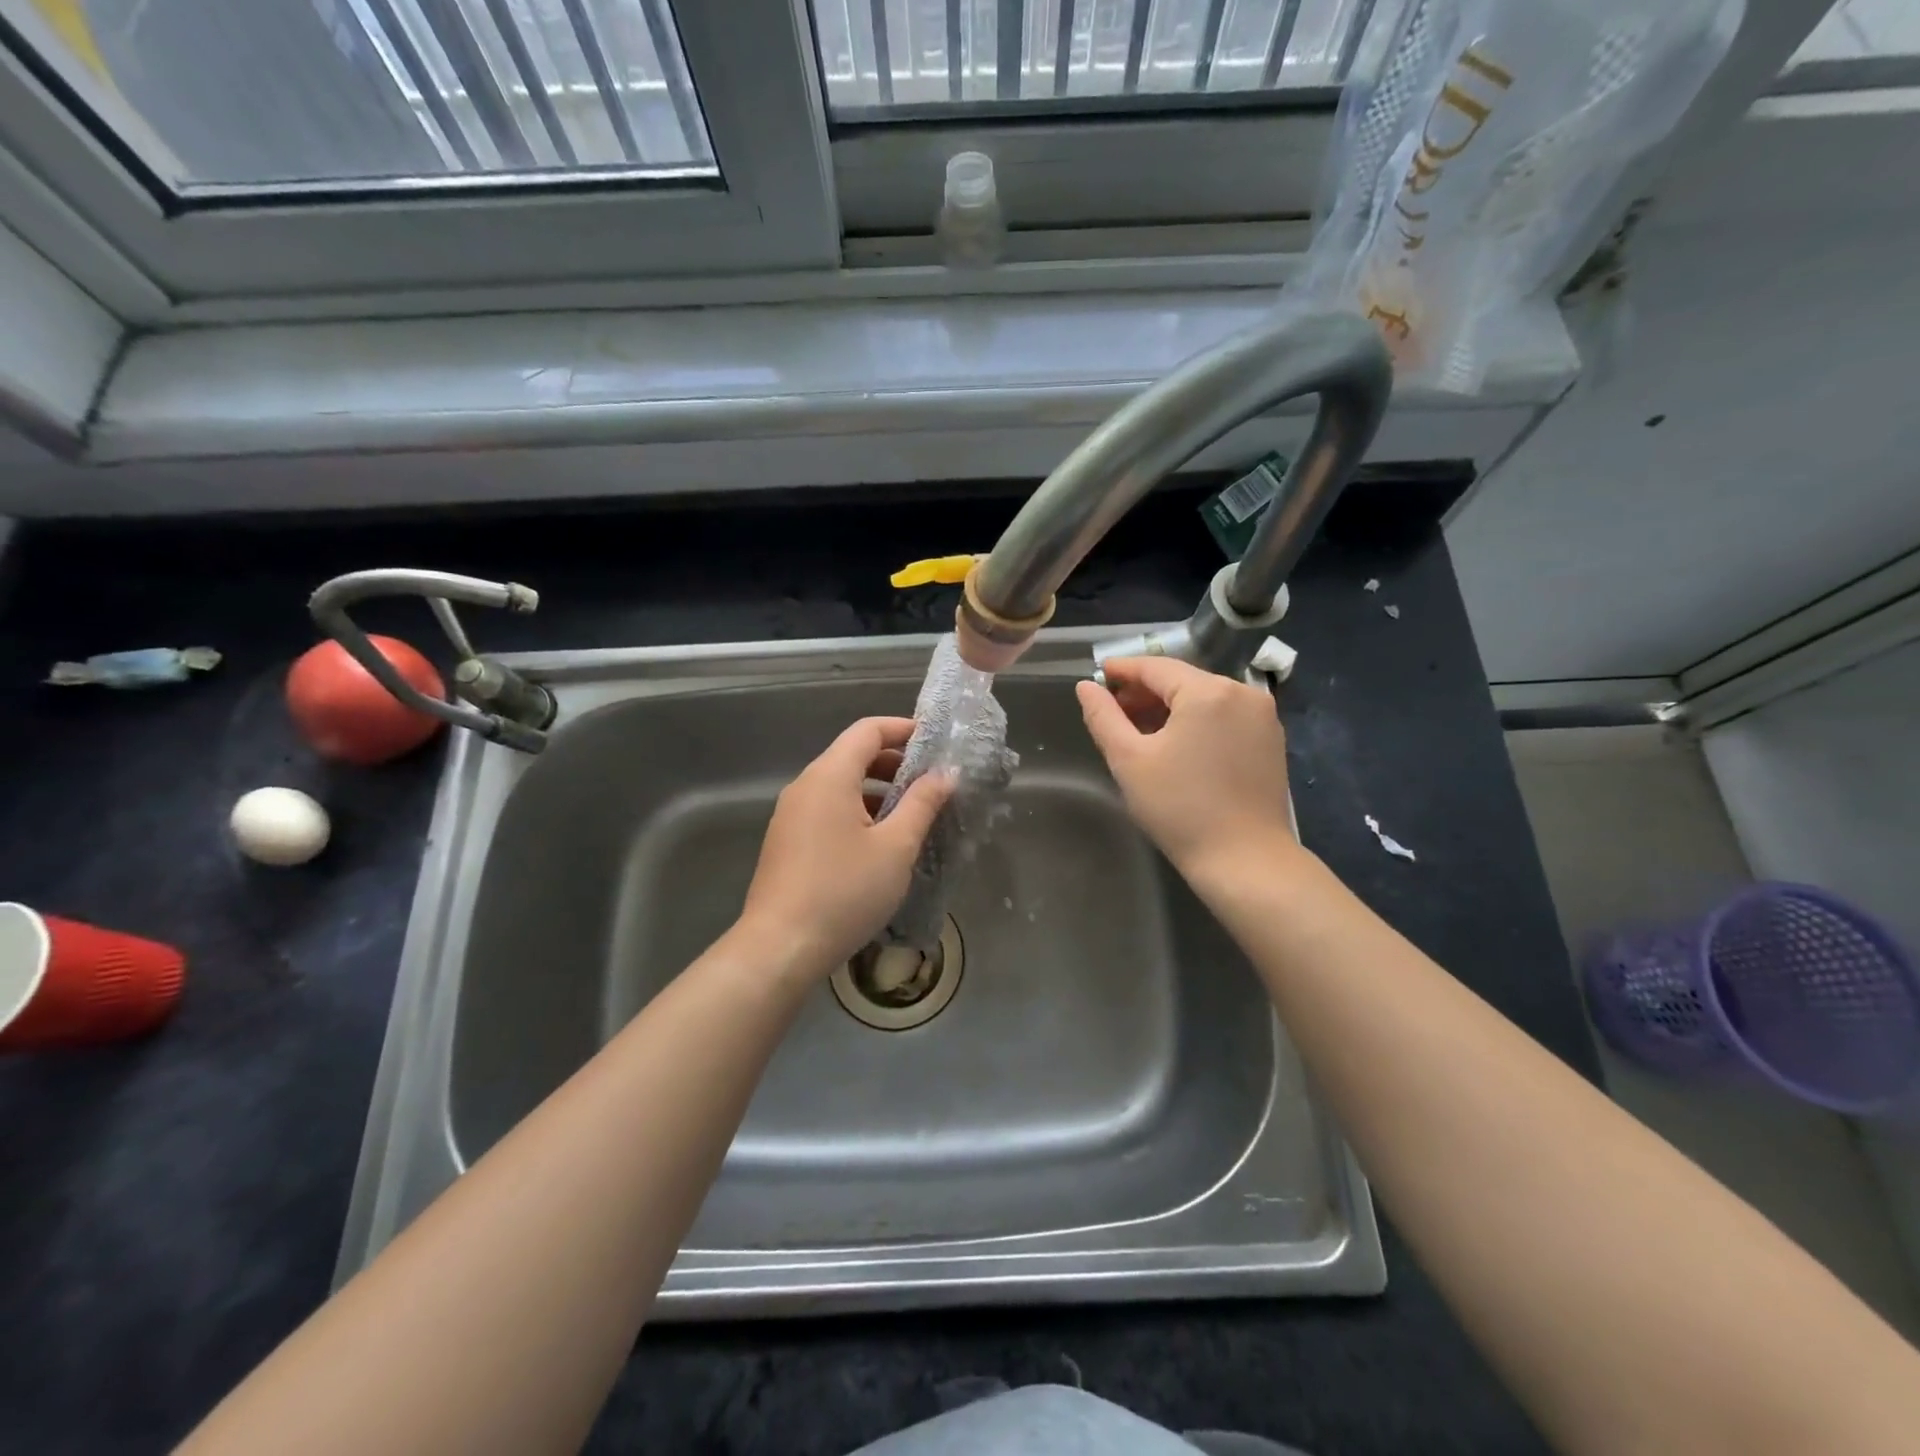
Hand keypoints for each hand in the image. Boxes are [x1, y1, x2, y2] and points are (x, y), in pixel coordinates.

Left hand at [739, 716, 952, 976]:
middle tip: (931, 782)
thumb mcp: (895, 847)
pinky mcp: (786, 841)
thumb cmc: (844, 892)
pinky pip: (827, 809)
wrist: (780, 948)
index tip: (934, 742)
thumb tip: (945, 773)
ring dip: (876, 790)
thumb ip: (922, 804)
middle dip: (894, 762)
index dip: (902, 729)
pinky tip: (879, 842)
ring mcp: (790, 815)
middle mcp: (805, 786)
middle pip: (852, 755)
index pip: (867, 731)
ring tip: (911, 814)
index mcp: (829, 776)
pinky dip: (857, 810)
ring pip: (839, 785)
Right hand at [1076, 657, 1296, 876]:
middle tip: (1113, 711)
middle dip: (1145, 692)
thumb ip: (1103, 717)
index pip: (1156, 667)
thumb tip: (1086, 687)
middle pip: (1182, 680)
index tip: (1098, 676)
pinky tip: (1176, 745)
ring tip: (1139, 730)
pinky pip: (1224, 717)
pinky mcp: (1270, 740)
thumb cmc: (1180, 808)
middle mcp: (1242, 693)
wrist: (1245, 860)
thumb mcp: (1129, 760)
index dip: (1123, 670)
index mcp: (1208, 691)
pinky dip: (1196, 722)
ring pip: (1204, 698)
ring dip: (1170, 708)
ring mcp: (1262, 716)